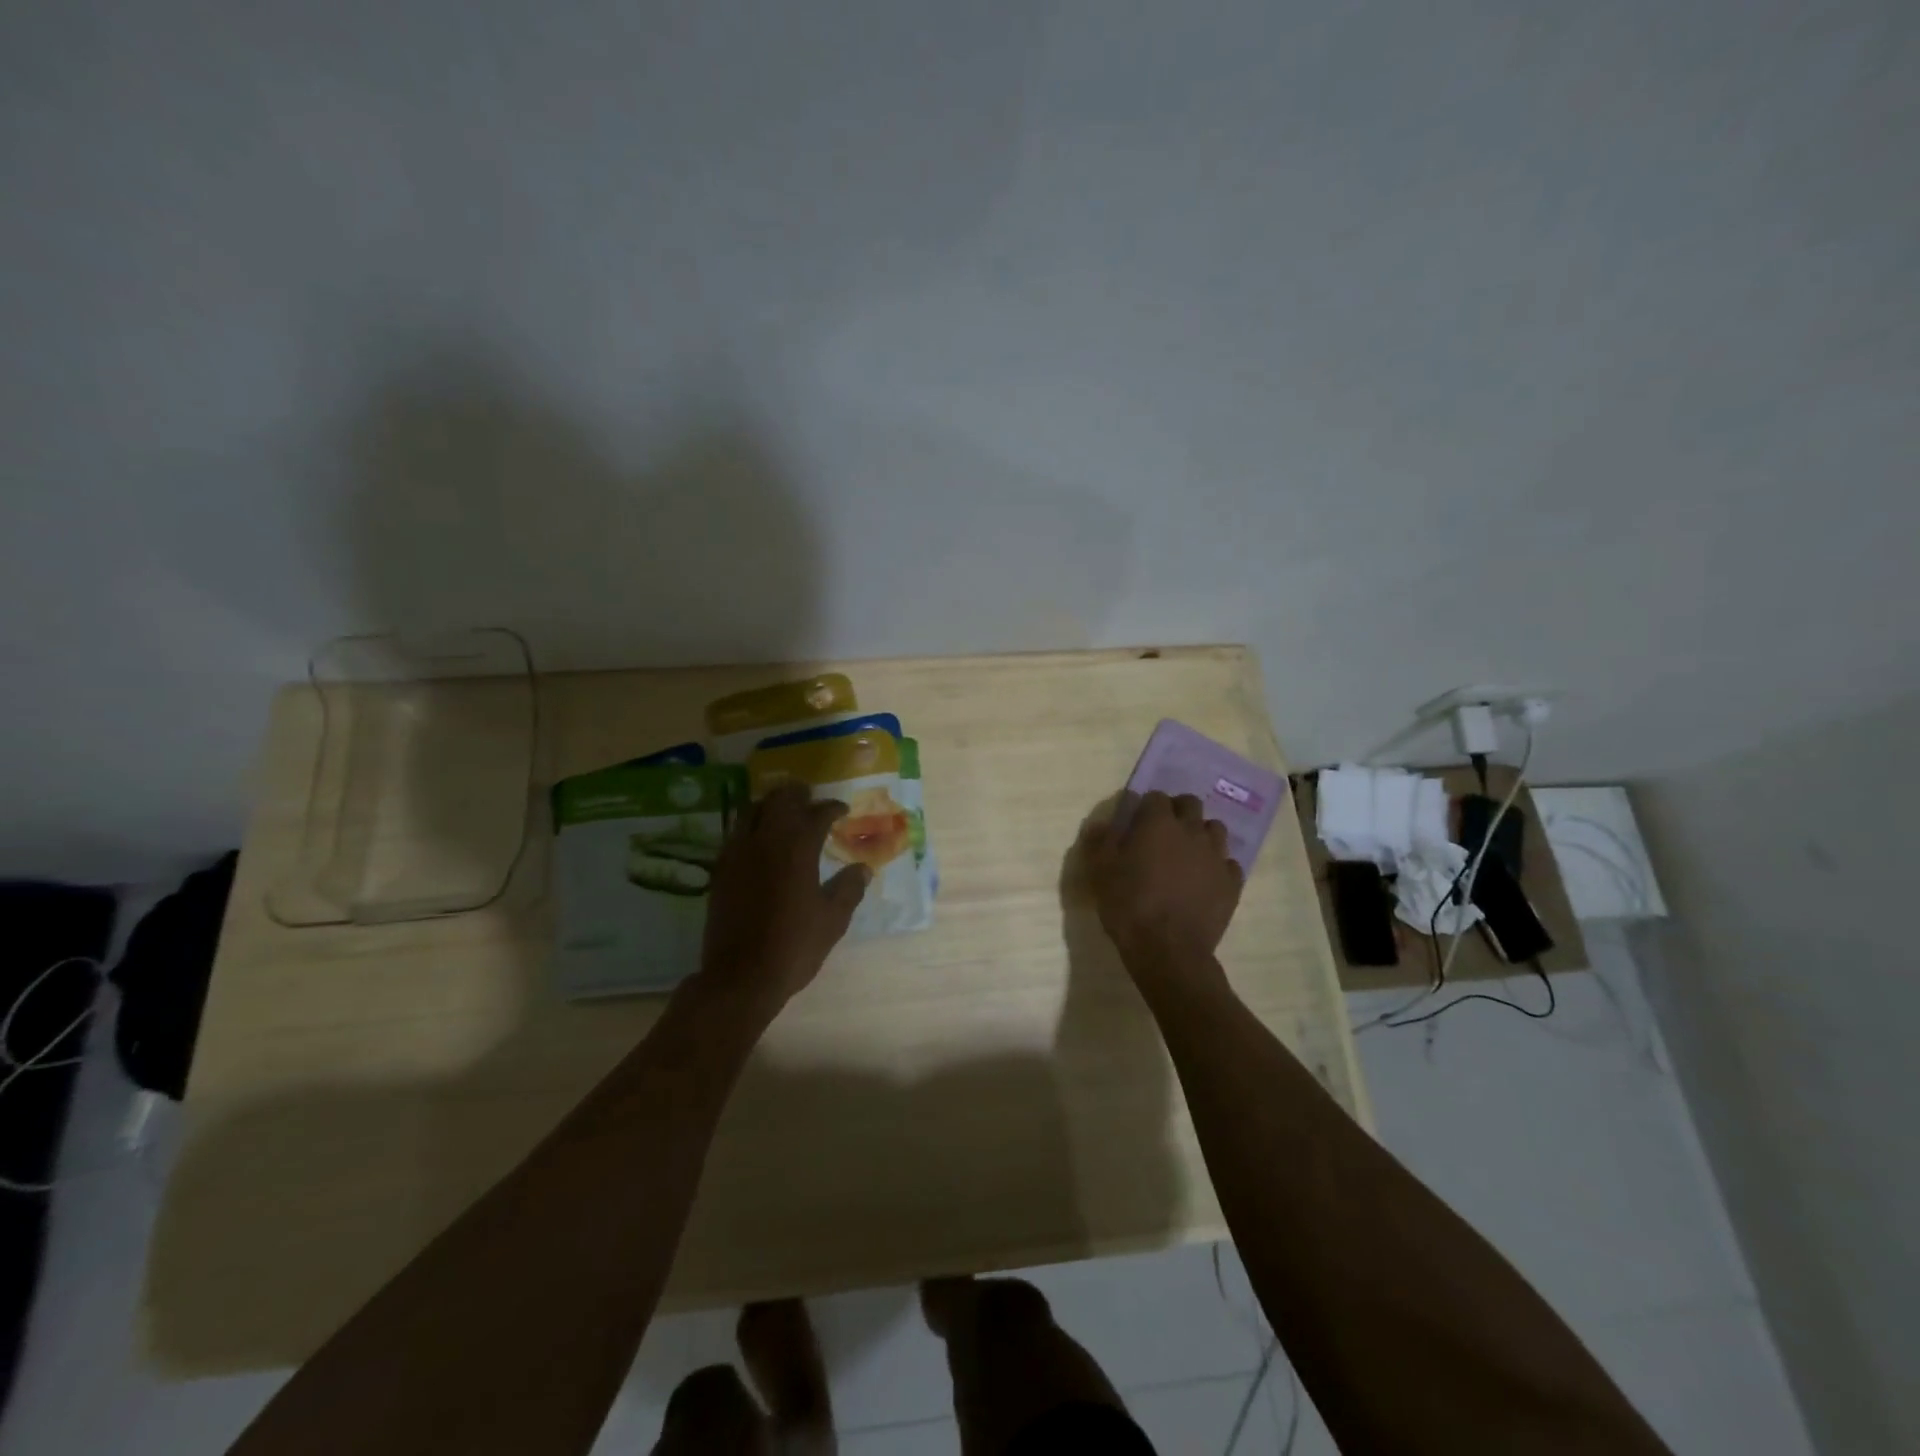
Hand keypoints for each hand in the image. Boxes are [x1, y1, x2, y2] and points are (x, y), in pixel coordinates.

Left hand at [697, 783, 869, 1014]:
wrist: (740, 977)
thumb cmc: (794, 946)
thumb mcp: (833, 920)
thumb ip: (849, 888)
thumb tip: (863, 868)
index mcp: (797, 849)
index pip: (816, 814)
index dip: (831, 808)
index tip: (841, 810)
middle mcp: (765, 841)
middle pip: (779, 801)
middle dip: (797, 795)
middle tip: (810, 800)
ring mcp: (737, 853)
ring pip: (752, 810)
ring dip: (771, 806)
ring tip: (784, 813)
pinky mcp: (720, 870)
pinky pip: (736, 833)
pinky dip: (751, 826)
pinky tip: (760, 841)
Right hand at [1087, 792, 1243, 964]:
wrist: (1168, 949)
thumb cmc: (1128, 905)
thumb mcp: (1100, 872)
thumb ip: (1101, 841)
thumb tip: (1101, 823)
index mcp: (1158, 823)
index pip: (1156, 797)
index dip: (1146, 807)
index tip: (1137, 822)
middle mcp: (1192, 831)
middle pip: (1191, 804)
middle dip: (1178, 812)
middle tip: (1163, 833)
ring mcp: (1216, 856)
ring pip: (1215, 829)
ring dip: (1201, 834)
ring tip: (1187, 854)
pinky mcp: (1232, 882)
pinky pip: (1228, 863)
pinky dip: (1217, 866)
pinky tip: (1205, 880)